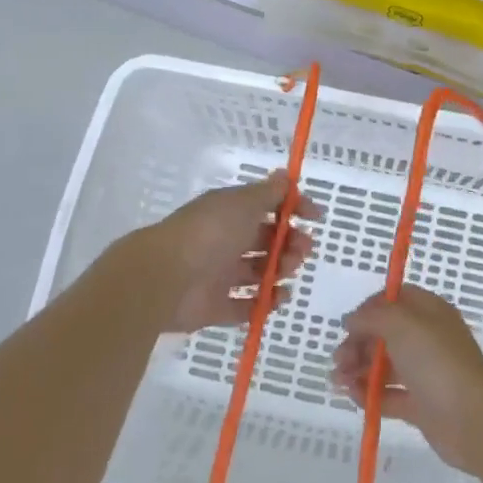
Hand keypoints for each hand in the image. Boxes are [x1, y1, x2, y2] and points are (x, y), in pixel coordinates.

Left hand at [126, 171, 318, 333]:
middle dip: (289, 242)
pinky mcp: (214, 307)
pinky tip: (279, 298)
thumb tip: (284, 175)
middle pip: (264, 240)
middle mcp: (224, 240)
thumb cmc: (210, 232)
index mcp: (229, 212)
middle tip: (303, 249)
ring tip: (287, 272)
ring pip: (257, 271)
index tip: (316, 217)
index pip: (266, 206)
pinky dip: (264, 303)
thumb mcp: (244, 203)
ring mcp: (218, 275)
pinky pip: (245, 306)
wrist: (166, 277)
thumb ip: (269, 193)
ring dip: (280, 270)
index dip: (293, 209)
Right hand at [332, 285, 482, 473]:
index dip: (369, 309)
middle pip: (385, 334)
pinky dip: (370, 395)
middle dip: (358, 344)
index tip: (349, 325)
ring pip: (385, 366)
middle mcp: (427, 339)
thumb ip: (372, 317)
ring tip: (337, 382)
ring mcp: (425, 373)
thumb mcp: (401, 324)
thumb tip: (351, 319)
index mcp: (428, 312)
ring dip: (359, 370)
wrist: (474, 418)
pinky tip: (353, 397)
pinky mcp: (422, 405)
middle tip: (338, 361)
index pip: (394, 300)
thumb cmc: (437, 361)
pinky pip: (390, 395)